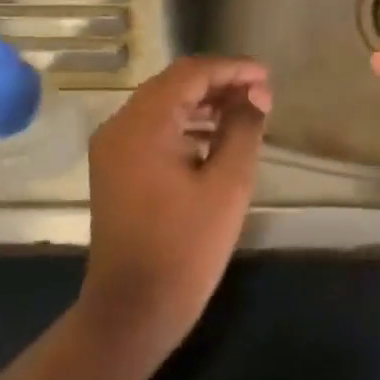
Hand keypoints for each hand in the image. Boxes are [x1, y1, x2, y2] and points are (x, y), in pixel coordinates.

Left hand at [78, 56, 271, 360]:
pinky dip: (184, 125)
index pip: (191, 74)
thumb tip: (255, 94)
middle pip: (174, 84)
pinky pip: (153, 129)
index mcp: (143, 124)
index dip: (232, 69)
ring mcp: (112, 147)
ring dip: (203, 103)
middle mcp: (119, 125)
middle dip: (219, 83)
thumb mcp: (227, 185)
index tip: (267, 76)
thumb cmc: (185, 248)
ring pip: (163, 105)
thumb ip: (243, 129)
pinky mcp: (115, 167)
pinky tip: (214, 137)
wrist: (132, 310)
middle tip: (261, 93)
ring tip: (245, 111)